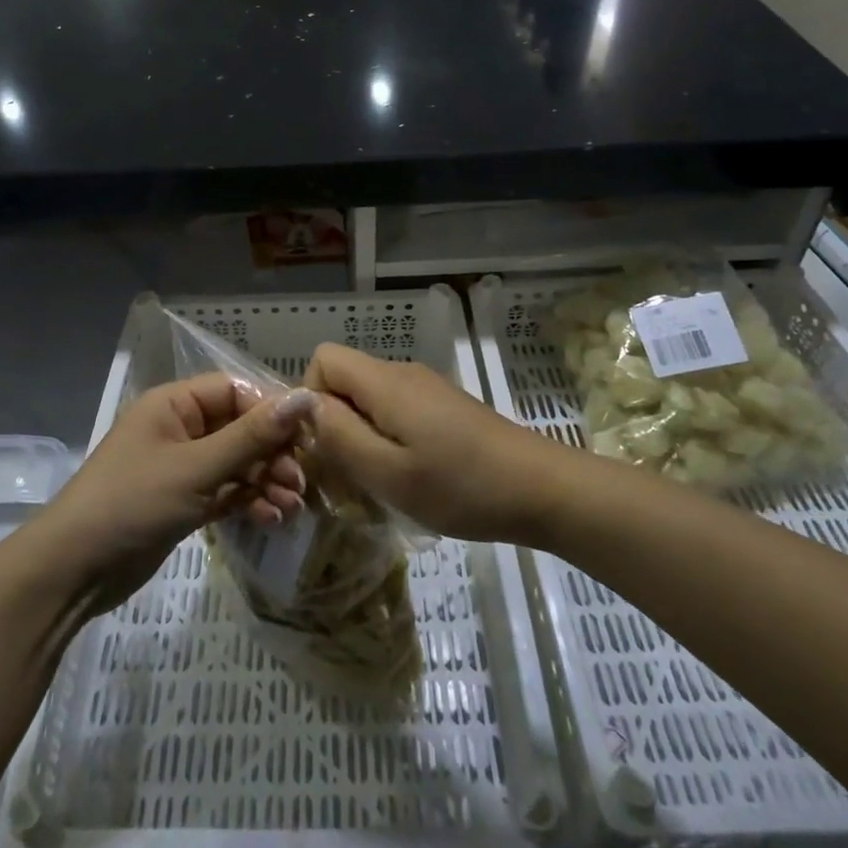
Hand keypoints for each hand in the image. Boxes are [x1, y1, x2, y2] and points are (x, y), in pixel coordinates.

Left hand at [37, 375, 311, 612]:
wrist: (73, 571)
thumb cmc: (132, 503)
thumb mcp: (196, 468)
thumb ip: (252, 436)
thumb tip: (305, 397)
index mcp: (174, 405)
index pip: (236, 392)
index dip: (272, 410)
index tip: (308, 436)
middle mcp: (179, 429)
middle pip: (240, 428)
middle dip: (273, 453)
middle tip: (300, 481)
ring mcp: (181, 467)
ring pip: (236, 463)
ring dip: (266, 481)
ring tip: (291, 507)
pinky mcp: (182, 502)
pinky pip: (226, 491)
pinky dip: (248, 501)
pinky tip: (271, 519)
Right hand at [304, 345, 570, 545]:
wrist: (542, 488)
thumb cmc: (461, 486)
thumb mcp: (389, 472)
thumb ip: (339, 436)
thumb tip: (305, 406)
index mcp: (385, 382)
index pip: (323, 358)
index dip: (310, 398)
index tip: (324, 445)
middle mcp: (402, 373)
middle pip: (344, 379)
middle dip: (333, 423)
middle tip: (348, 474)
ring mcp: (426, 388)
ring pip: (368, 398)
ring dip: (360, 436)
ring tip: (378, 481)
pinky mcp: (443, 407)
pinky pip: (394, 410)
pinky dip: (386, 439)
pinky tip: (409, 476)